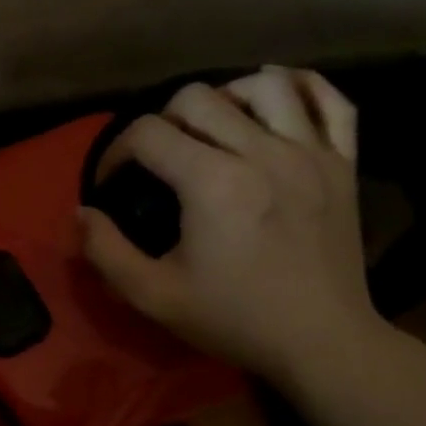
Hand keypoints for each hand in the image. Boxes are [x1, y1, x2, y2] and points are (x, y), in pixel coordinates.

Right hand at [79, 65, 387, 385]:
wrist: (321, 341)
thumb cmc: (232, 318)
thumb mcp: (151, 295)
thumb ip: (106, 250)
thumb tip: (82, 213)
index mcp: (212, 183)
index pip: (147, 133)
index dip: (115, 152)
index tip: (110, 184)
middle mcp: (262, 152)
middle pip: (197, 98)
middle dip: (160, 121)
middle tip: (155, 160)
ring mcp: (310, 152)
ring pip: (263, 85)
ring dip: (225, 96)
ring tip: (210, 127)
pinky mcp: (343, 162)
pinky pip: (330, 101)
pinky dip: (300, 87)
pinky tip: (273, 98)